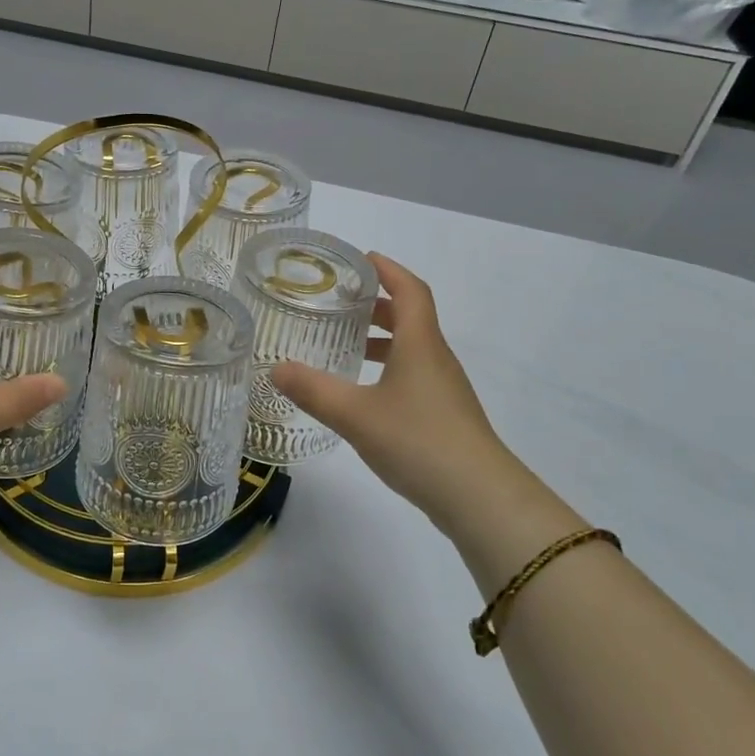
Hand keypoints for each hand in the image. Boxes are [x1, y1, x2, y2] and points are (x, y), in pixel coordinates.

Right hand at [272, 254, 511, 525]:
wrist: (480, 497)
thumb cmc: (418, 441)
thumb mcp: (355, 414)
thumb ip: (313, 390)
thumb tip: (274, 368)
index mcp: (420, 343)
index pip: (410, 290)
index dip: (388, 269)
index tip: (361, 258)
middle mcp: (435, 358)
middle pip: (410, 317)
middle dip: (377, 304)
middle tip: (340, 302)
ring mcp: (444, 389)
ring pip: (412, 348)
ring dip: (382, 339)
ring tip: (345, 346)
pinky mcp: (445, 416)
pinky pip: (413, 375)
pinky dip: (388, 369)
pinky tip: (364, 393)